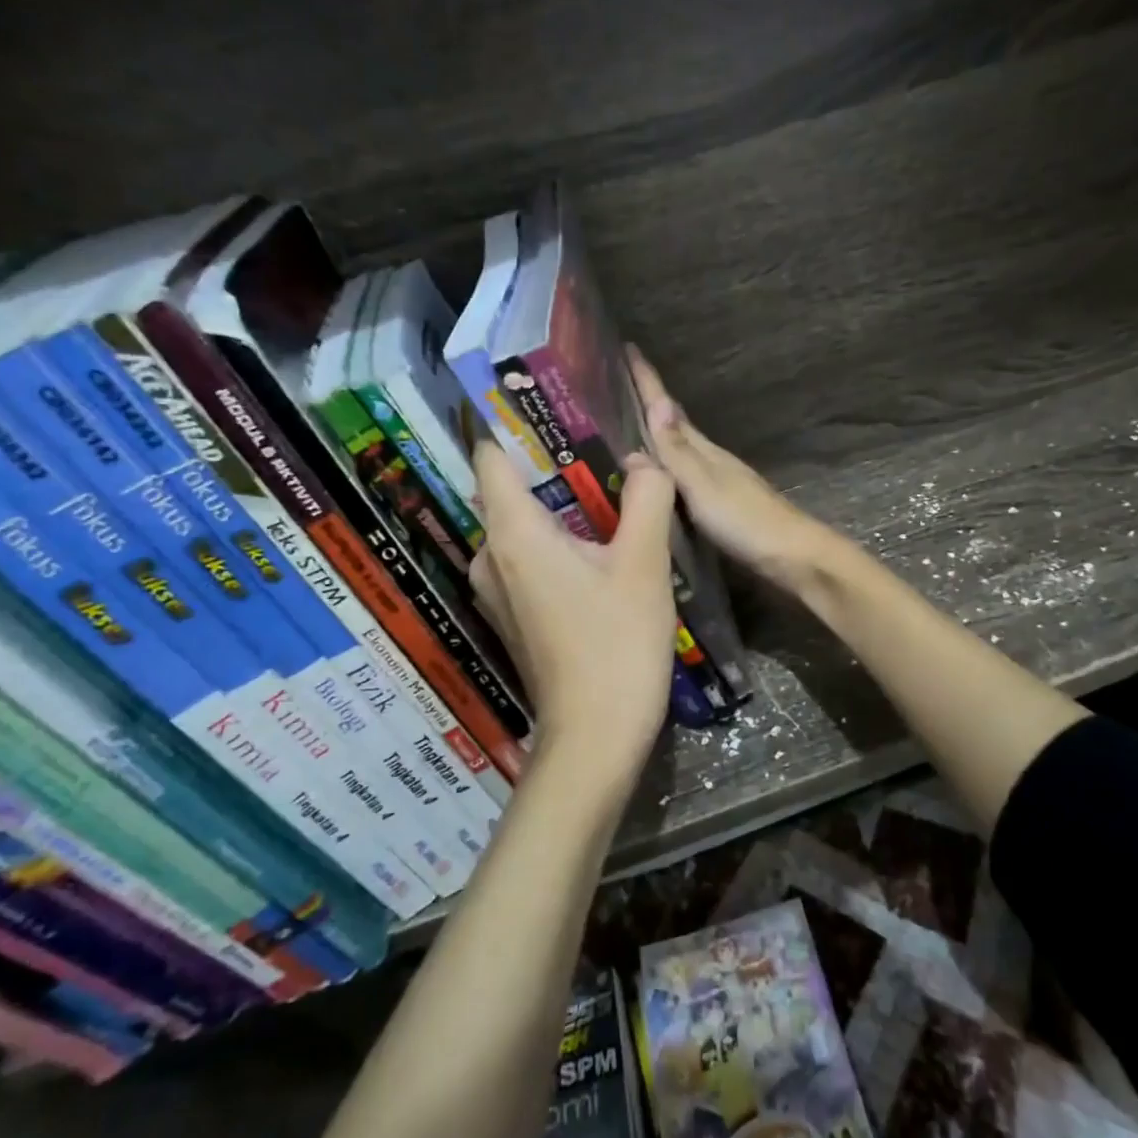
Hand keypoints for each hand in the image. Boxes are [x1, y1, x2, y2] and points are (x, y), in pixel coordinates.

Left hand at [469, 439, 678, 793]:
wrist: (595, 736)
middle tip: (601, 443)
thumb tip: (644, 460)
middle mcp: (490, 554)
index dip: (513, 422)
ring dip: (558, 506)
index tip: (547, 400)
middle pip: (509, 489)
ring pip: (522, 525)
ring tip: (608, 489)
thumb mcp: (644, 563)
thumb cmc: (617, 644)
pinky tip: (599, 544)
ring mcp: (496, 589)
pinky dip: (556, 540)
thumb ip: (647, 497)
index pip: (491, 454)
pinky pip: (527, 557)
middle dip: (551, 464)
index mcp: (513, 532)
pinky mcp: (512, 614)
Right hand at [627, 346, 842, 593]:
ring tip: (626, 427)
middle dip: (647, 402)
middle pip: (674, 424)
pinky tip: (658, 476)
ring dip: (655, 434)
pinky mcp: (719, 505)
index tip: (625, 348)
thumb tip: (656, 404)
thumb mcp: (704, 485)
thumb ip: (678, 451)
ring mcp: (717, 481)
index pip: (668, 408)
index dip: (647, 381)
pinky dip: (666, 466)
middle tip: (615, 384)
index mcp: (703, 450)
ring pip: (679, 449)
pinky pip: (684, 475)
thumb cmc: (745, 520)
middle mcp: (709, 459)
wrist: (791, 556)